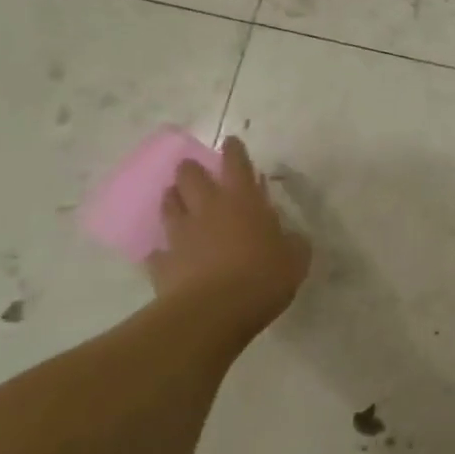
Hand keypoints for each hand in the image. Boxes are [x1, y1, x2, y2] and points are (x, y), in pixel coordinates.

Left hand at [148, 137, 310, 336]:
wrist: (214, 311)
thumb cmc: (263, 277)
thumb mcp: (296, 259)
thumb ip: (293, 242)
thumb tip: (291, 237)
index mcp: (244, 201)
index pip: (236, 164)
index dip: (234, 151)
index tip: (231, 141)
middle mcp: (208, 209)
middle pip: (191, 176)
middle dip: (191, 169)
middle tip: (194, 171)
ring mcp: (181, 234)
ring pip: (169, 205)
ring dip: (173, 199)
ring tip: (176, 200)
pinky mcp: (163, 262)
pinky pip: (158, 250)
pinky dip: (163, 249)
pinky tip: (166, 254)